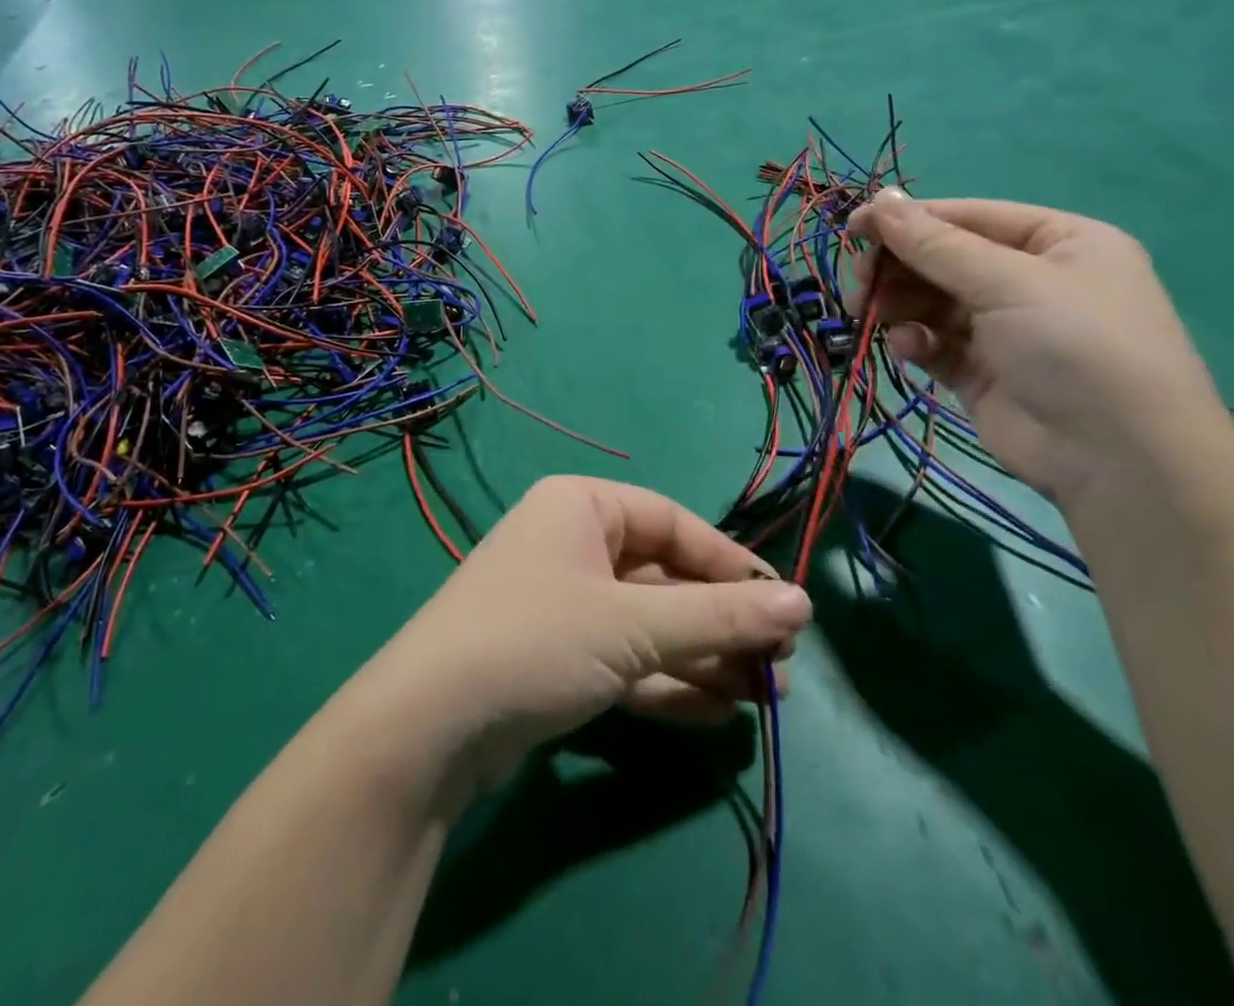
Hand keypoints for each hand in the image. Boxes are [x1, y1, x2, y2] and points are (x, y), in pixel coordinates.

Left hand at [354, 476, 810, 796]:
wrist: (430, 726)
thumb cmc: (537, 640)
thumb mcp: (633, 625)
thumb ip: (718, 616)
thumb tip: (804, 604)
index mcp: (581, 506)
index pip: (674, 523)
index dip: (732, 565)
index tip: (785, 609)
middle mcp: (570, 543)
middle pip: (664, 576)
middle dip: (721, 622)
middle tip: (781, 668)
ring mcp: (561, 601)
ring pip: (648, 622)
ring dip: (703, 657)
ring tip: (766, 696)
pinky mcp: (555, 655)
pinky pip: (624, 657)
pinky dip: (667, 681)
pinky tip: (718, 712)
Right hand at [848, 191, 1226, 507]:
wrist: (1116, 458)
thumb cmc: (1075, 346)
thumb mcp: (1007, 282)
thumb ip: (935, 244)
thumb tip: (879, 200)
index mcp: (1056, 242)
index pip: (967, 217)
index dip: (908, 220)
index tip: (853, 229)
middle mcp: (1031, 279)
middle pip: (943, 259)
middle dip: (899, 268)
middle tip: (861, 282)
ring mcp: (1005, 328)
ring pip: (931, 301)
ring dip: (898, 304)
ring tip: (871, 314)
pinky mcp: (981, 370)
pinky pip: (934, 341)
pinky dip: (914, 340)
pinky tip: (908, 349)